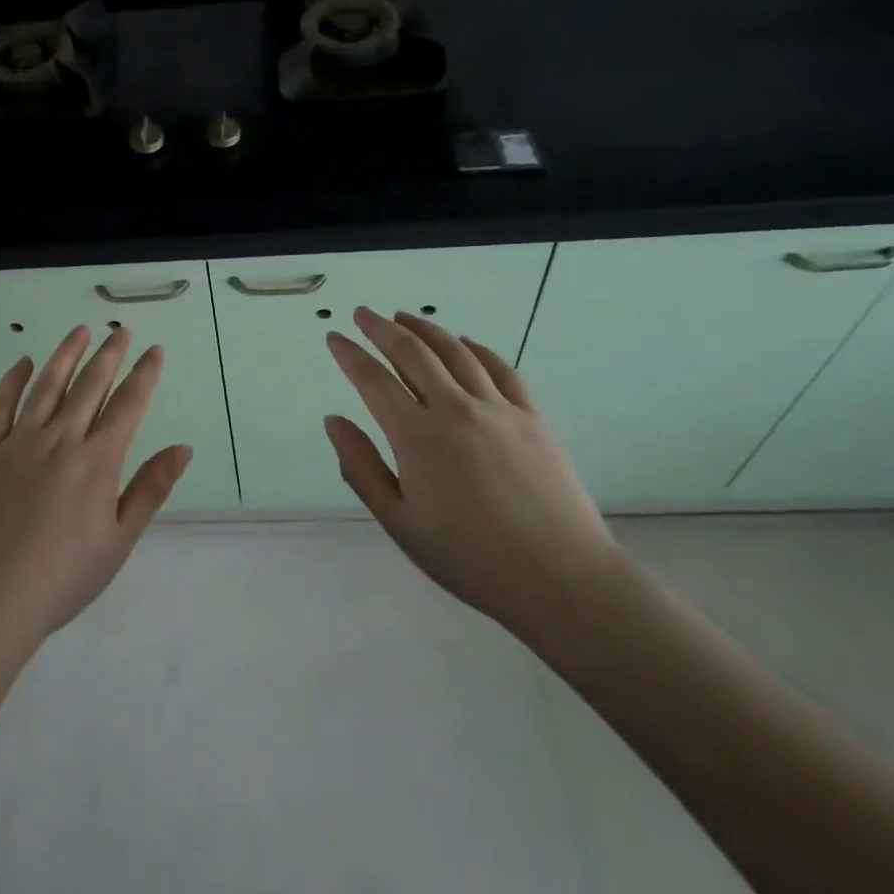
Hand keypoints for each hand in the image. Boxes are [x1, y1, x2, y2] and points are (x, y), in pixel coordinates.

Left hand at [0, 325, 191, 656]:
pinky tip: (22, 363)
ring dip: (66, 354)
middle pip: (90, 385)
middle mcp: (60, 439)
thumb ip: (150, 489)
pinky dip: (12, 380)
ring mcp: (19, 442)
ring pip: (47, 385)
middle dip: (110, 354)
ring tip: (80, 330)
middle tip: (122, 331)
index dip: (144, 375)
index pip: (127, 405)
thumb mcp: (118, 541)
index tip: (154, 350)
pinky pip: (0, 405)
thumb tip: (183, 447)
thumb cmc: (62, 578)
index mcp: (97, 461)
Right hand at [325, 308, 624, 646]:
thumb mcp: (401, 523)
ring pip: (455, 351)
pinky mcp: (531, 417)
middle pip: (412, 353)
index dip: (350, 354)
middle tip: (363, 313)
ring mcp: (498, 408)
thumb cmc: (470, 559)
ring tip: (404, 318)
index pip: (373, 380)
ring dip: (425, 329)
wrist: (560, 579)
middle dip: (381, 329)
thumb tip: (333, 421)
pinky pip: (500, 368)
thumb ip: (361, 468)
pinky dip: (476, 348)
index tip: (334, 337)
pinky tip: (464, 343)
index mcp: (417, 436)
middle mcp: (455, 409)